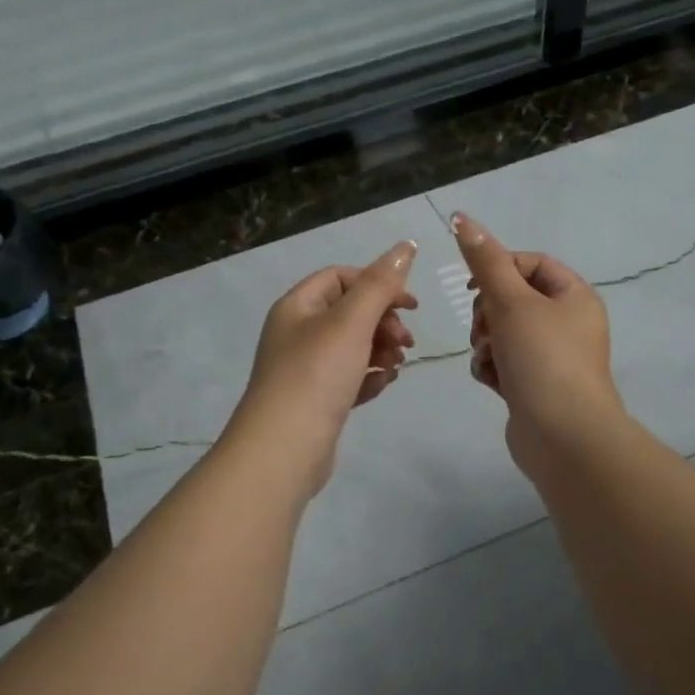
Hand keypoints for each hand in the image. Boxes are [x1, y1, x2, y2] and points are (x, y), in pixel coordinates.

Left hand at [232, 240, 418, 494]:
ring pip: (353, 346)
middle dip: (383, 322)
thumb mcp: (352, 322)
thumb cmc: (316, 375)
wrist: (284, 450)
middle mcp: (297, 332)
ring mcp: (305, 369)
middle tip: (406, 341)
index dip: (378, 284)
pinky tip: (383, 385)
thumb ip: (381, 283)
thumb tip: (406, 244)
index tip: (410, 305)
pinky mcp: (316, 400)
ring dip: (381, 349)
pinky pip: (349, 377)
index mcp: (297, 306)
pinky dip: (369, 376)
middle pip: (350, 312)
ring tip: (397, 365)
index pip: (341, 277)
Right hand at [450, 212, 623, 477]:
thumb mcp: (511, 301)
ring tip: (490, 358)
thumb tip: (461, 217)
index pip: (530, 263)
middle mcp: (567, 324)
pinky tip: (492, 381)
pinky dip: (491, 367)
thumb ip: (484, 261)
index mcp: (574, 296)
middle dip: (488, 311)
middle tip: (485, 327)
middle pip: (512, 298)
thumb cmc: (543, 359)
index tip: (475, 285)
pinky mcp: (533, 386)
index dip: (498, 268)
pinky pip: (502, 362)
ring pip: (502, 332)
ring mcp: (551, 358)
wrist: (563, 437)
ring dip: (486, 341)